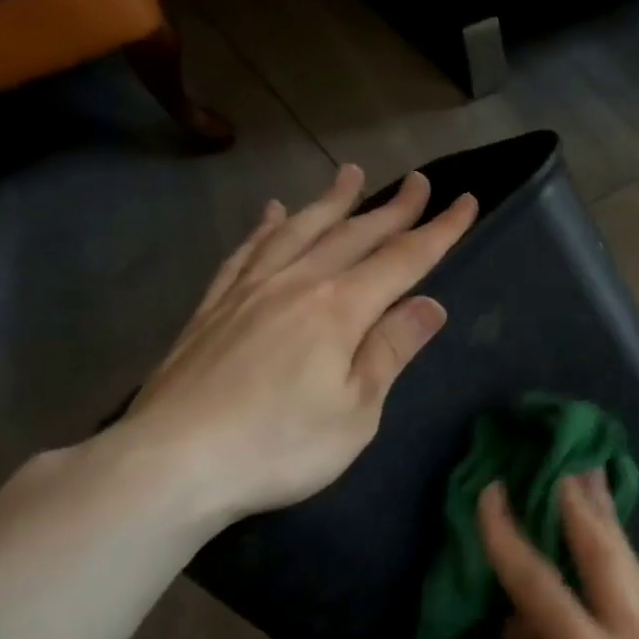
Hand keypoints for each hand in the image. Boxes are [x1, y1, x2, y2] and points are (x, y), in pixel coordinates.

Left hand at [111, 164, 476, 530]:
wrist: (172, 463)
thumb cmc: (280, 447)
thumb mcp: (356, 411)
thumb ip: (390, 351)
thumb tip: (430, 305)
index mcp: (339, 310)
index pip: (403, 261)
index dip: (439, 231)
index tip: (466, 201)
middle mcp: (296, 285)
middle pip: (353, 236)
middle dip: (392, 208)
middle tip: (419, 181)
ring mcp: (249, 291)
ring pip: (299, 231)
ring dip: (330, 202)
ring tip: (350, 175)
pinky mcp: (213, 308)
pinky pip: (247, 252)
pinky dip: (265, 227)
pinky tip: (272, 213)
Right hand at [480, 473, 638, 638]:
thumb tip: (522, 609)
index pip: (542, 582)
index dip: (509, 535)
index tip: (490, 492)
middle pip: (604, 556)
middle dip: (579, 506)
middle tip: (561, 463)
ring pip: (631, 567)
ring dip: (607, 522)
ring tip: (593, 480)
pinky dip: (621, 557)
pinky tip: (610, 538)